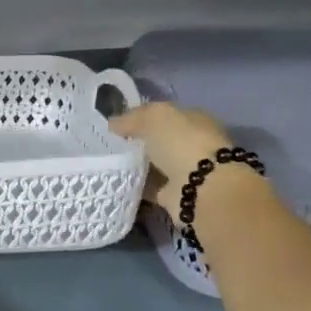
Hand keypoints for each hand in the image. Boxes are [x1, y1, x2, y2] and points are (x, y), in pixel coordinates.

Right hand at [109, 102, 236, 221]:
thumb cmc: (182, 142)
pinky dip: (137, 186)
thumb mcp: (154, 116)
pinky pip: (151, 187)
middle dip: (138, 143)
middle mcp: (193, 144)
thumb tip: (113, 124)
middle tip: (108, 146)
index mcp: (194, 120)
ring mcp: (186, 170)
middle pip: (159, 141)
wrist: (202, 188)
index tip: (116, 126)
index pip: (165, 115)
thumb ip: (132, 118)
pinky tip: (118, 183)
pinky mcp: (176, 194)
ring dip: (137, 166)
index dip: (141, 118)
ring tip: (109, 165)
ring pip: (155, 164)